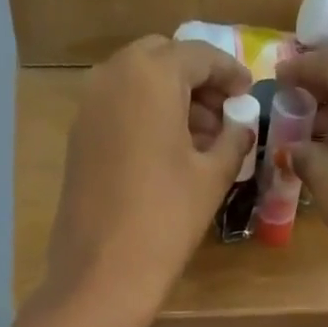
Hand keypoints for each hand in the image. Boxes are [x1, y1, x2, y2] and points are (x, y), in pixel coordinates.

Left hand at [44, 36, 252, 320]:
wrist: (102, 272)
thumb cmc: (166, 219)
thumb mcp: (212, 178)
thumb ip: (233, 139)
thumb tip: (241, 123)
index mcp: (152, 74)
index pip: (199, 54)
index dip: (229, 72)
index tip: (249, 92)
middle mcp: (113, 75)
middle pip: (163, 59)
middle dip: (196, 81)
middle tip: (223, 114)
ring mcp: (89, 106)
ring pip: (137, 82)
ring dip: (170, 98)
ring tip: (201, 138)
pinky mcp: (78, 137)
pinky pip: (118, 109)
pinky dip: (145, 117)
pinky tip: (167, 153)